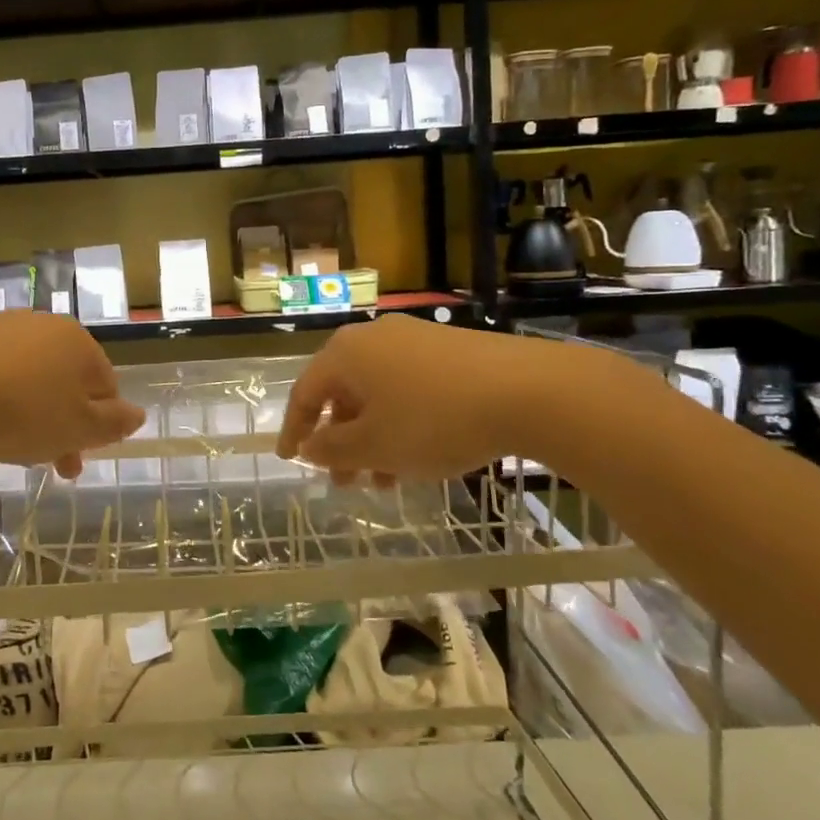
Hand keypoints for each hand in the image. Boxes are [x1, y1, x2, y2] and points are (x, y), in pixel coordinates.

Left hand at [0, 312, 144, 476]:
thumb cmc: (22, 410)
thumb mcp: (78, 428)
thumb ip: (112, 424)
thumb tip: (138, 414)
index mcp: (79, 344)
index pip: (105, 385)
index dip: (98, 426)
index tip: (77, 460)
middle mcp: (44, 326)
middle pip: (65, 381)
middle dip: (62, 425)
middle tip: (50, 466)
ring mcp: (2, 328)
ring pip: (29, 378)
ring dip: (29, 413)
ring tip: (11, 447)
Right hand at [275, 315, 596, 481]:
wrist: (528, 391)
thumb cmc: (434, 420)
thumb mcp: (375, 446)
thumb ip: (333, 450)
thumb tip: (310, 446)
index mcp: (346, 353)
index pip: (305, 392)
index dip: (295, 430)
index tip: (291, 459)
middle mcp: (375, 338)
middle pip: (343, 393)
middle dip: (340, 442)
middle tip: (344, 481)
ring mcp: (415, 339)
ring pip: (378, 394)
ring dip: (373, 438)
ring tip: (385, 481)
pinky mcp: (450, 350)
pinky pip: (409, 389)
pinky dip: (402, 423)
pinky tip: (420, 455)